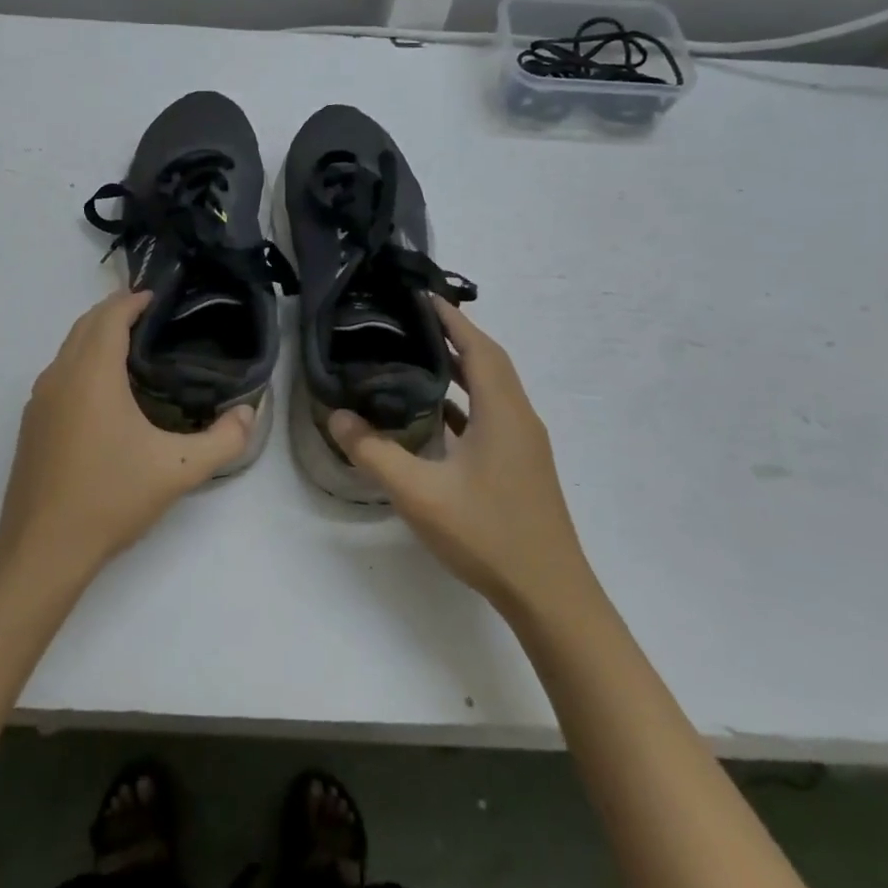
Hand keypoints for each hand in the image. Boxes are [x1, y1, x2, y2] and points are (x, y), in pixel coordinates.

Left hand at [0, 291, 254, 580]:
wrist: (43, 548)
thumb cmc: (110, 498)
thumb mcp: (178, 470)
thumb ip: (224, 440)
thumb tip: (249, 413)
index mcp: (91, 375)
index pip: (109, 316)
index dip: (133, 300)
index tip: (159, 298)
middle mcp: (59, 377)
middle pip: (85, 325)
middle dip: (115, 313)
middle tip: (152, 318)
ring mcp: (39, 401)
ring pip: (68, 349)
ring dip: (96, 337)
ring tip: (133, 350)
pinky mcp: (31, 424)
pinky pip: (59, 374)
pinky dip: (82, 362)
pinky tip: (105, 393)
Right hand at [328, 299, 588, 616]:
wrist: (548, 593)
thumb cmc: (487, 533)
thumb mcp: (419, 492)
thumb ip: (375, 452)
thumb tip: (338, 417)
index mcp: (502, 412)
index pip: (478, 347)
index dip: (452, 319)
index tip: (421, 294)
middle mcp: (519, 418)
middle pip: (489, 362)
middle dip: (455, 336)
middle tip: (411, 322)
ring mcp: (524, 443)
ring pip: (492, 390)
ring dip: (462, 368)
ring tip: (418, 356)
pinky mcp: (521, 464)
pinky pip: (493, 415)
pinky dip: (466, 401)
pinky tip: (437, 414)